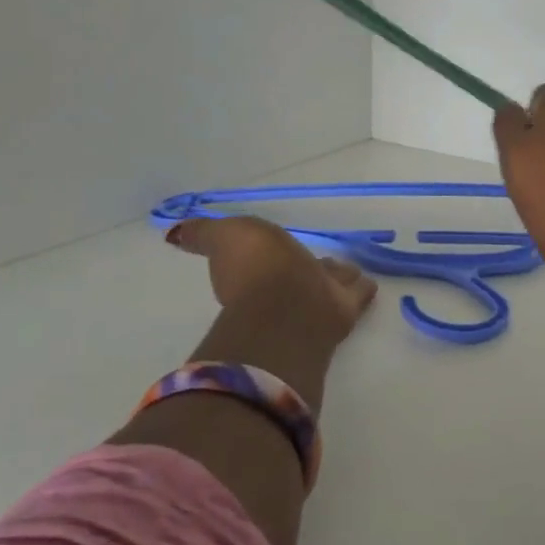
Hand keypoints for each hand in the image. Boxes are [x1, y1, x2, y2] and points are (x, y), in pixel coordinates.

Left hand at [166, 216, 376, 408]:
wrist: (291, 307)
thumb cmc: (258, 268)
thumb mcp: (224, 236)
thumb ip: (204, 234)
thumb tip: (177, 234)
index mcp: (252, 274)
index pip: (260, 261)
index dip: (264, 256)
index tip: (273, 249)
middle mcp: (283, 291)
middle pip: (297, 274)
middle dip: (305, 269)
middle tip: (318, 261)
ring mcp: (314, 302)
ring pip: (326, 284)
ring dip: (334, 277)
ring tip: (348, 269)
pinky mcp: (343, 311)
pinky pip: (354, 294)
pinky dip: (359, 288)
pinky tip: (368, 282)